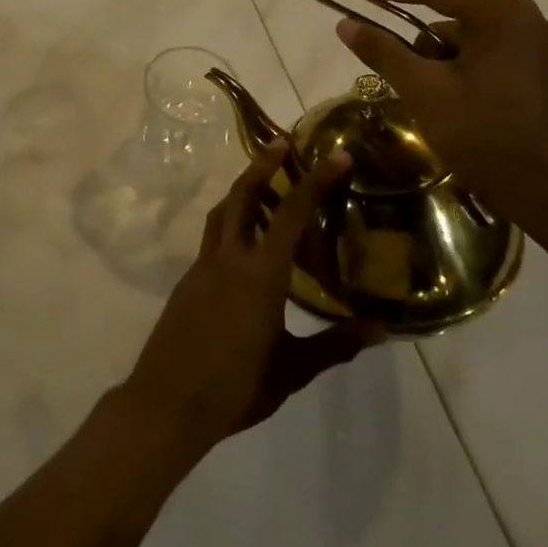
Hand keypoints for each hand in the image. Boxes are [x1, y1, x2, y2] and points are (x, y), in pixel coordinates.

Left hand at [117, 143, 377, 462]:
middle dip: (263, 164)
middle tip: (283, 144)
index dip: (315, 180)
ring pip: (222, 212)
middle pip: (243, 194)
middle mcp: (228, 258)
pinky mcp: (188, 280)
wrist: (167, 403)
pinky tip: (247, 245)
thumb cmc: (235, 388)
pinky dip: (231, 223)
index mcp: (260, 273)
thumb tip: (380, 329)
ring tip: (266, 186)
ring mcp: (202, 266)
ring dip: (243, 190)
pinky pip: (213, 238)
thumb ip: (334, 344)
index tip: (336, 156)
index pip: (292, 213)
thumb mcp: (292, 369)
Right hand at [337, 0, 547, 219]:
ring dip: (435, 64)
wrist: (545, 192)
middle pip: (447, 16)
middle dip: (418, 46)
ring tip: (432, 103)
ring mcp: (529, 45)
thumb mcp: (424, 90)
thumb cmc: (484, 134)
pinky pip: (476, 56)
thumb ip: (383, 51)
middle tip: (400, 76)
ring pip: (459, 40)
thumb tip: (345, 24)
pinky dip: (454, 73)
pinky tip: (451, 105)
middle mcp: (521, 19)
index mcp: (502, 14)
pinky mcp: (528, 69)